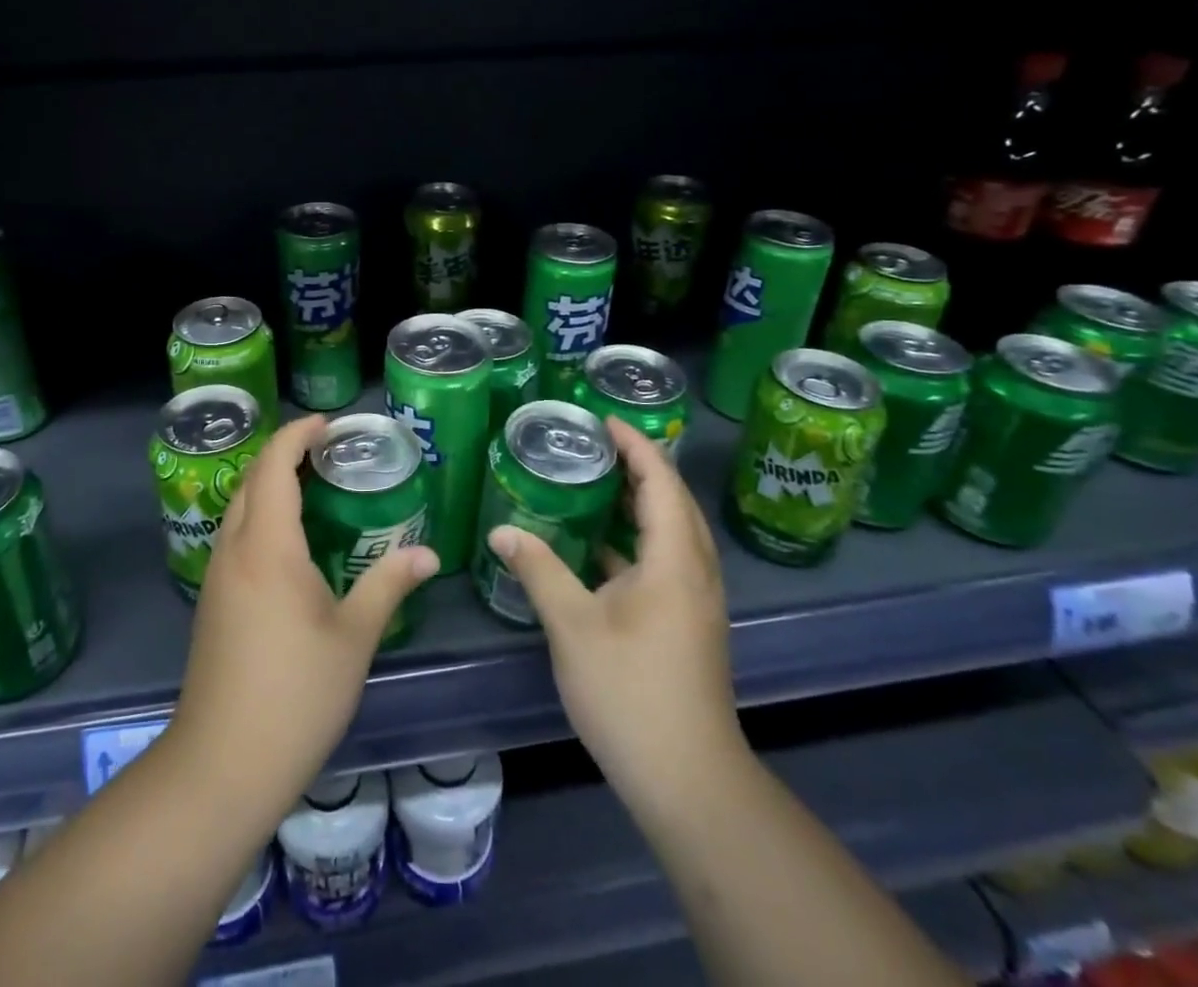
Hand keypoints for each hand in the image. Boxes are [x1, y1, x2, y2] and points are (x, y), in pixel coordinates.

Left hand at [169, 413, 438, 823]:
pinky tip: (292, 542)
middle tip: (330, 451)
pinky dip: (262, 516)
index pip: (274, 465)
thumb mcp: (354, 637)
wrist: (221, 766)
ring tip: (316, 486)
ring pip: (239, 508)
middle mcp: (234, 549)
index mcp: (267, 546)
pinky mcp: (212, 602)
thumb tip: (428, 555)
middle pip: (252, 479)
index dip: (298, 434)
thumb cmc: (296, 694)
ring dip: (271, 484)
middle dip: (285, 453)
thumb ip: (389, 585)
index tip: (329, 423)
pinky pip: (236, 536)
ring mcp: (217, 576)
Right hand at [485, 416, 744, 818]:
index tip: (603, 418)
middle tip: (592, 444)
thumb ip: (538, 569)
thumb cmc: (630, 690)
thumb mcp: (573, 625)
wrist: (688, 778)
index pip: (660, 481)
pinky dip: (636, 539)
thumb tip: (501, 530)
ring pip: (672, 532)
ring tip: (594, 481)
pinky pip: (666, 559)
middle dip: (638, 466)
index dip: (635, 445)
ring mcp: (696, 600)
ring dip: (639, 502)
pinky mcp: (689, 622)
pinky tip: (599, 546)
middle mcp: (695, 570)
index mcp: (675, 559)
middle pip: (673, 501)